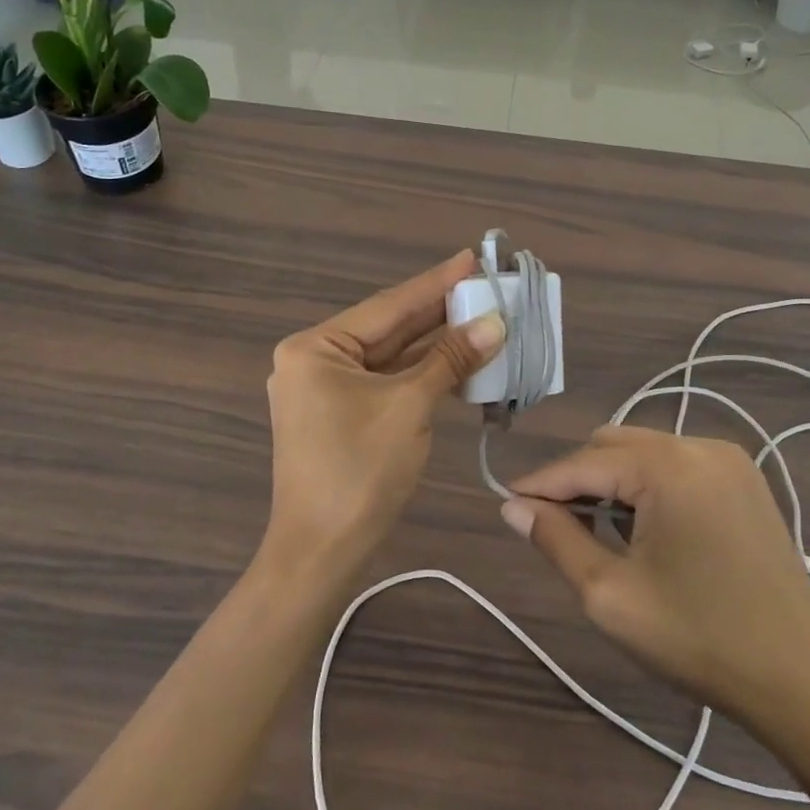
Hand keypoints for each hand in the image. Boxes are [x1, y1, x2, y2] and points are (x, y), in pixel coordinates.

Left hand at [262, 251, 503, 581]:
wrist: (322, 551)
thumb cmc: (359, 471)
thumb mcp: (409, 407)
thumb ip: (450, 360)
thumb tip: (494, 323)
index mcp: (315, 347)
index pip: (388, 306)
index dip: (436, 283)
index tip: (473, 258)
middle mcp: (315, 360)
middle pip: (389, 329)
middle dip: (439, 312)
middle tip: (487, 286)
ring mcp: (326, 390)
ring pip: (391, 357)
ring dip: (436, 344)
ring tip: (483, 317)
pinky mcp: (341, 415)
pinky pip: (387, 383)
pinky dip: (422, 374)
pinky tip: (458, 358)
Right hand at [502, 427, 809, 737]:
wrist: (802, 681)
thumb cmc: (698, 639)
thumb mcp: (610, 595)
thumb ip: (555, 540)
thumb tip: (512, 507)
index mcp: (668, 467)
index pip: (583, 463)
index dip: (540, 483)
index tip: (505, 503)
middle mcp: (699, 446)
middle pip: (613, 445)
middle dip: (577, 479)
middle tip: (553, 526)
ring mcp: (730, 461)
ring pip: (644, 452)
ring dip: (612, 482)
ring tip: (598, 533)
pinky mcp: (746, 481)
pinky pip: (677, 466)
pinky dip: (648, 487)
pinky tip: (645, 530)